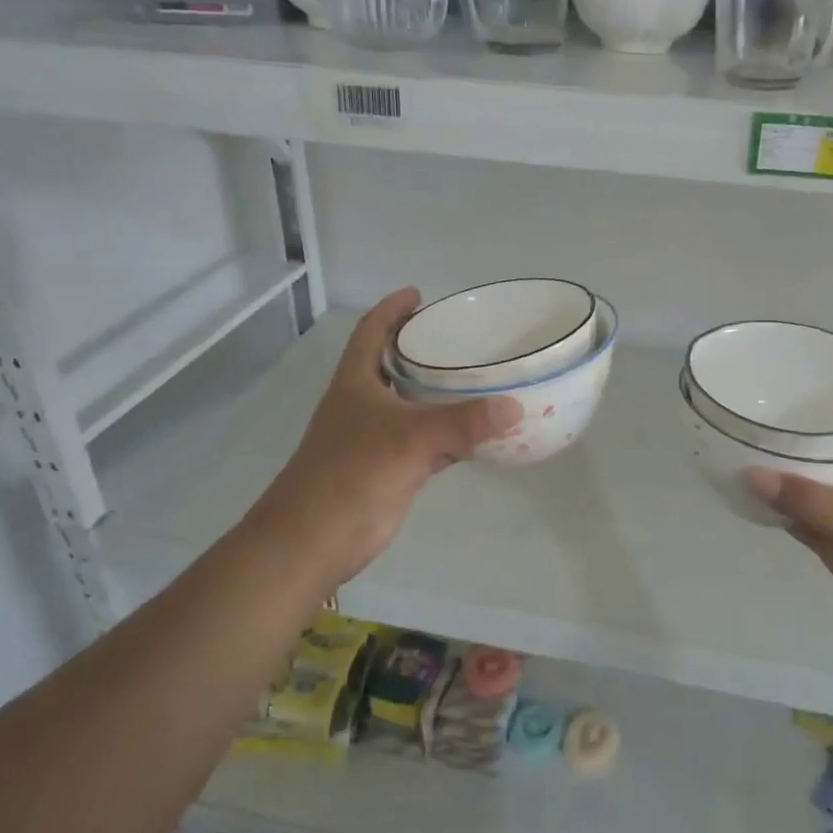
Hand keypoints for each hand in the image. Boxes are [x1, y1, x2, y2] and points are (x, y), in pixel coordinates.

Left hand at [245, 289, 520, 592]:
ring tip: (482, 375)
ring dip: (443, 392)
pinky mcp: (395, 468)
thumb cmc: (352, 473)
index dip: (392, 309)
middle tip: (465, 336)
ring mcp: (379, 438)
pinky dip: (456, 434)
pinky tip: (484, 431)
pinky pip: (432, 442)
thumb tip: (515, 407)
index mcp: (357, 382)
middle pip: (396, 365)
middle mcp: (366, 404)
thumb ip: (463, 422)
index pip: (372, 332)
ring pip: (417, 405)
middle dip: (425, 348)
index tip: (420, 294)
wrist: (317, 538)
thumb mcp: (409, 439)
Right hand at [747, 411, 832, 669]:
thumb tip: (748, 473)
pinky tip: (747, 485)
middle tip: (765, 394)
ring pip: (820, 472)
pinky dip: (780, 500)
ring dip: (791, 459)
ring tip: (748, 430)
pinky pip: (803, 508)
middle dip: (810, 417)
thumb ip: (806, 499)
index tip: (814, 365)